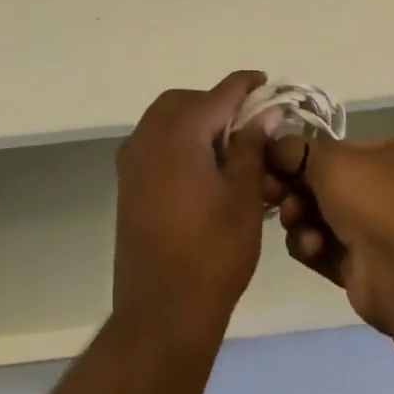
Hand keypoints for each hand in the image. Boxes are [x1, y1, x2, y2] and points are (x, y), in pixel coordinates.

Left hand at [113, 71, 279, 344]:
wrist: (162, 312)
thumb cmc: (213, 253)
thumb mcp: (244, 197)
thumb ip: (252, 147)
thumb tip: (265, 112)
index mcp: (180, 132)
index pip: (218, 94)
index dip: (245, 85)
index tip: (265, 82)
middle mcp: (149, 136)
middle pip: (185, 101)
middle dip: (216, 103)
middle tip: (247, 123)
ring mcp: (132, 161)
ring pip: (165, 119)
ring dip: (195, 121)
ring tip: (227, 148)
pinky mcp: (127, 184)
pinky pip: (153, 143)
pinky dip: (178, 141)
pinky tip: (202, 169)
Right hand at [263, 133, 393, 334]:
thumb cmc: (376, 199)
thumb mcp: (330, 159)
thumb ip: (294, 149)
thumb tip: (268, 146)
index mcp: (387, 154)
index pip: (331, 149)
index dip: (297, 155)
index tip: (266, 163)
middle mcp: (383, 189)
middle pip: (320, 183)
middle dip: (293, 189)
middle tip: (272, 194)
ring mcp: (374, 230)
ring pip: (317, 217)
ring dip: (300, 219)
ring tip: (296, 223)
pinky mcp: (361, 268)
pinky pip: (323, 249)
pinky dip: (311, 246)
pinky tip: (312, 248)